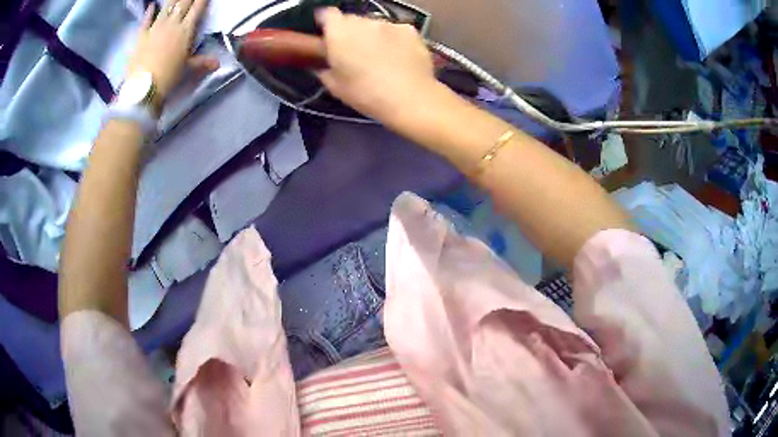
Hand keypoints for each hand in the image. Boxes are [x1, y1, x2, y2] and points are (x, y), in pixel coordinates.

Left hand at [127, 0, 217, 104]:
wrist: (144, 88)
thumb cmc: (169, 77)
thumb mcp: (188, 69)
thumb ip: (203, 62)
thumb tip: (218, 63)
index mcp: (186, 30)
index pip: (198, 7)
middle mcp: (172, 23)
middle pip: (183, 2)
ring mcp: (155, 27)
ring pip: (167, 6)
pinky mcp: (141, 35)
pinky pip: (146, 19)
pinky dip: (149, 11)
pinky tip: (152, 5)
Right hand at [315, 8, 436, 121]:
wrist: (409, 98)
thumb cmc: (365, 93)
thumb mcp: (335, 87)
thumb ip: (324, 70)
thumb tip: (322, 66)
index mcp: (339, 31)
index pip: (327, 14)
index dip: (325, 23)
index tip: (327, 36)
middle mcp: (363, 20)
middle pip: (352, 20)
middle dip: (350, 32)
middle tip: (353, 53)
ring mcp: (389, 23)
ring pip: (375, 25)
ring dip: (373, 36)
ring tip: (379, 58)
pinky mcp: (411, 30)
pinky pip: (397, 31)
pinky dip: (395, 40)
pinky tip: (399, 58)